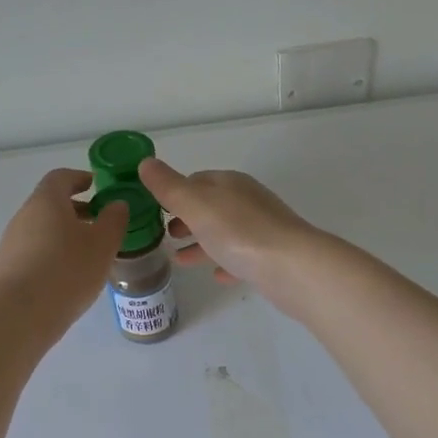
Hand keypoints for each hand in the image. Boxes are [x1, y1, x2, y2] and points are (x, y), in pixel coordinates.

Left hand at [0, 169, 127, 334]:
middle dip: (76, 210)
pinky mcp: (9, 268)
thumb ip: (114, 221)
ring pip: (44, 230)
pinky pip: (36, 252)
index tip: (97, 186)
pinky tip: (70, 277)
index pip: (61, 177)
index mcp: (47, 200)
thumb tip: (117, 205)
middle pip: (51, 204)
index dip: (80, 178)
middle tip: (100, 223)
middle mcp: (25, 215)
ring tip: (90, 255)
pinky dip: (54, 255)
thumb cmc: (67, 270)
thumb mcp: (102, 244)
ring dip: (66, 235)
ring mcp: (13, 243)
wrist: (20, 314)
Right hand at [137, 157, 318, 295]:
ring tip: (179, 260)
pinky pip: (243, 258)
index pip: (197, 180)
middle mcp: (248, 202)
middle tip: (164, 236)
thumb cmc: (239, 232)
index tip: (154, 210)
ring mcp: (262, 230)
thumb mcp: (196, 205)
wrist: (292, 267)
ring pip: (225, 234)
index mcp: (230, 184)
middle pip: (211, 207)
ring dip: (202, 243)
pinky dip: (226, 263)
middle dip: (187, 219)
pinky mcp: (271, 258)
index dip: (174, 193)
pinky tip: (216, 275)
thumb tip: (146, 162)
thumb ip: (169, 187)